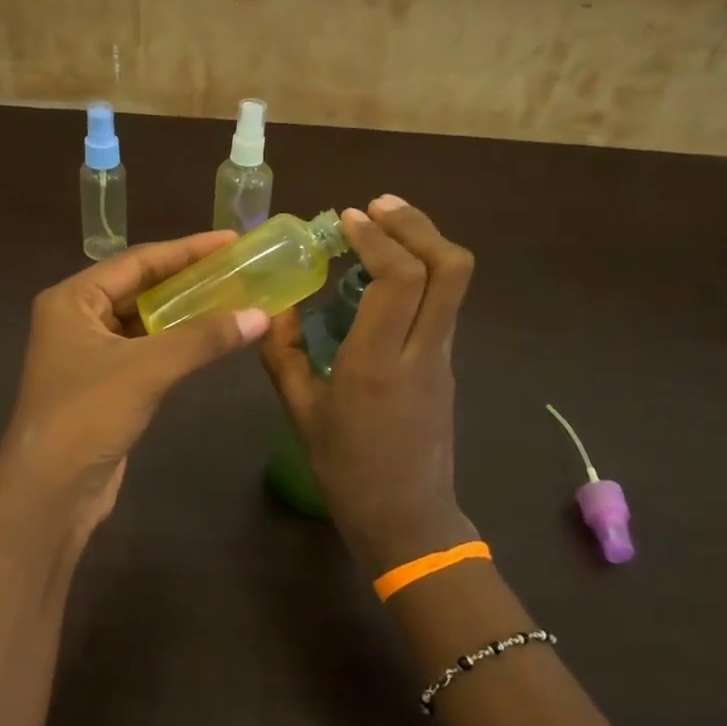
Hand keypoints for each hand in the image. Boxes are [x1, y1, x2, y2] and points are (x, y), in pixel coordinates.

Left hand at [0, 231, 269, 524]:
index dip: (187, 249)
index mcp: (73, 299)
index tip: (232, 241)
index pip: (137, 261)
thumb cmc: (87, 414)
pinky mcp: (105, 385)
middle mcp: (77, 319)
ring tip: (234, 298)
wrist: (51, 491)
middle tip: (239, 268)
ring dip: (185, 313)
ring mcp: (89, 354)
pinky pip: (147, 351)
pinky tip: (210, 339)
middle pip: (141, 288)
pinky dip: (177, 344)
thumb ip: (203, 339)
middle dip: (189, 279)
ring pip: (145, 322)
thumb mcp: (147, 369)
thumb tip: (261, 316)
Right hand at [259, 196, 477, 573]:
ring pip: (454, 283)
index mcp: (376, 364)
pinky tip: (388, 276)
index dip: (378, 238)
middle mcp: (419, 352)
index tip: (348, 218)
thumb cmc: (346, 471)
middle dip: (417, 224)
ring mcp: (441, 358)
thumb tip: (272, 307)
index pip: (399, 279)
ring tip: (384, 228)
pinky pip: (442, 304)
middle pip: (449, 267)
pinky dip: (422, 273)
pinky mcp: (446, 366)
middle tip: (378, 207)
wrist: (406, 518)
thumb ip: (282, 355)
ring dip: (424, 243)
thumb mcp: (300, 412)